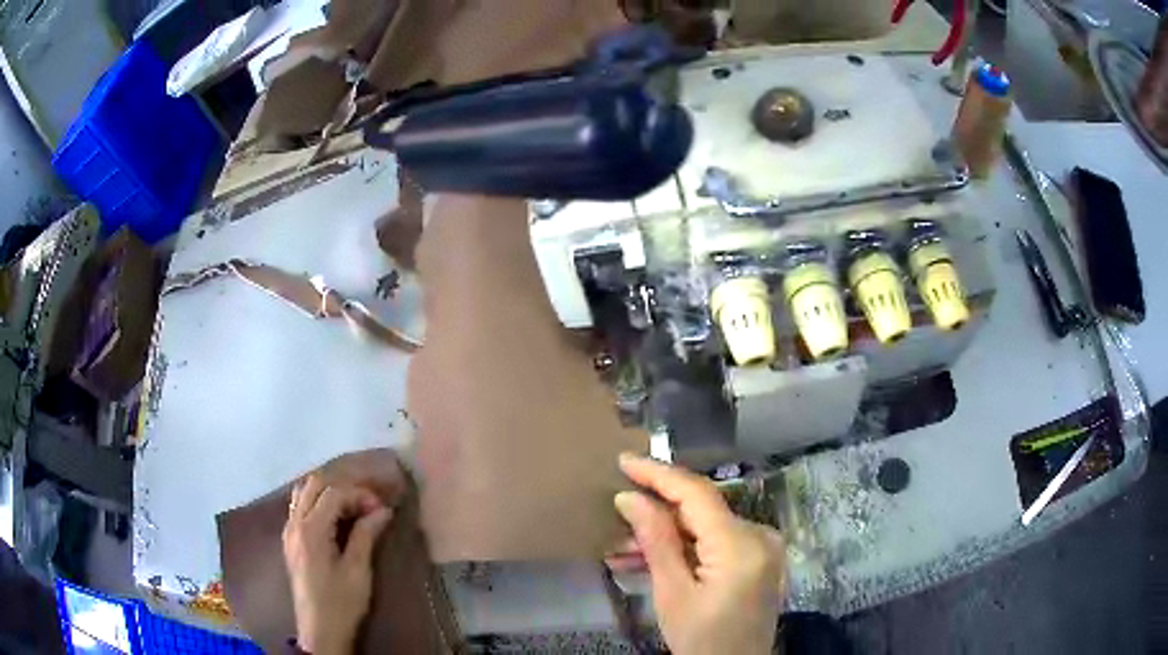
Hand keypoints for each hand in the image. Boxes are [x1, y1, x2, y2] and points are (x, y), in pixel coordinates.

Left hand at [282, 476, 393, 654]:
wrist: (319, 630)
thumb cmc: (341, 603)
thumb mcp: (358, 571)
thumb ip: (366, 535)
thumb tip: (383, 510)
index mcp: (311, 530)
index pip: (333, 493)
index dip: (359, 494)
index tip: (382, 508)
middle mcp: (294, 523)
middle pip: (314, 484)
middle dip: (343, 487)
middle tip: (368, 503)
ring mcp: (289, 531)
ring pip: (303, 492)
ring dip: (328, 492)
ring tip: (353, 507)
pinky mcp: (290, 540)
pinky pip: (299, 506)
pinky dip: (318, 502)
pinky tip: (336, 518)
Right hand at [613, 454, 786, 654]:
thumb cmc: (701, 639)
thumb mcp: (672, 594)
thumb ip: (656, 541)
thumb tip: (629, 497)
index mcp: (742, 545)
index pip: (697, 494)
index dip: (659, 474)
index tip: (624, 460)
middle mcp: (760, 535)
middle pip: (702, 510)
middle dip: (657, 512)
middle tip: (615, 516)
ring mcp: (763, 547)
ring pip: (706, 526)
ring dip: (667, 533)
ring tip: (622, 547)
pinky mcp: (759, 559)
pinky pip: (717, 541)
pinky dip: (686, 547)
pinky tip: (652, 558)